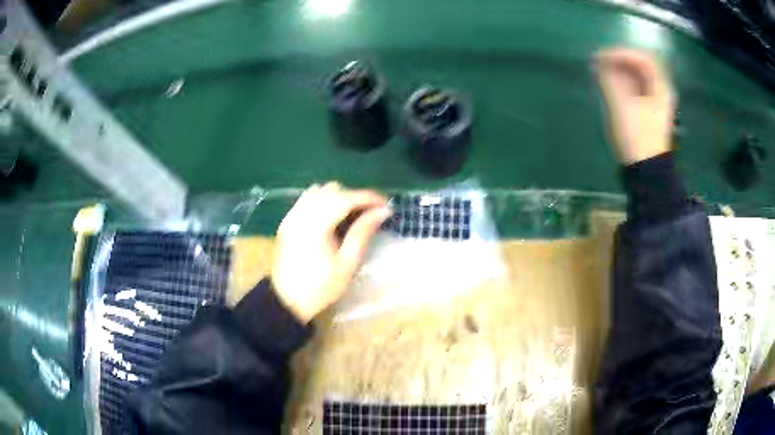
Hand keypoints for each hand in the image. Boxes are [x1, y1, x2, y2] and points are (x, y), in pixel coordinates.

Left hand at [271, 182, 390, 323]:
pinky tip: (332, 216)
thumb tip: (382, 211)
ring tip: (352, 214)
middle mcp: (301, 213)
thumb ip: (363, 232)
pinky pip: (307, 199)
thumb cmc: (320, 288)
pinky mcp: (287, 221)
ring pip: (319, 191)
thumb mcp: (347, 264)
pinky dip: (324, 200)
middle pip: (333, 190)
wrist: (287, 302)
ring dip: (339, 196)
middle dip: (355, 197)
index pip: (346, 198)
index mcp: (316, 225)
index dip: (368, 197)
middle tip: (371, 213)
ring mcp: (291, 215)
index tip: (386, 205)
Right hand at [595, 48, 675, 164]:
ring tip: (602, 71)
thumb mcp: (622, 108)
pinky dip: (623, 81)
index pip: (643, 59)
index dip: (622, 53)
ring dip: (620, 69)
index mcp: (660, 89)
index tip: (603, 57)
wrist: (646, 171)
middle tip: (602, 61)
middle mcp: (660, 91)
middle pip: (641, 64)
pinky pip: (636, 86)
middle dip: (621, 60)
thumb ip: (610, 81)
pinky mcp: (648, 109)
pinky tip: (610, 84)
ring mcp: (655, 100)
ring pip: (638, 75)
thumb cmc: (637, 139)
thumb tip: (599, 61)